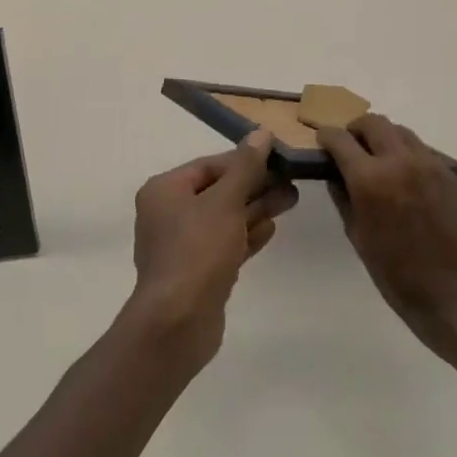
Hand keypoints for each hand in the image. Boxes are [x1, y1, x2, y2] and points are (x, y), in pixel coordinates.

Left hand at [124, 130, 297, 369]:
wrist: (178, 323)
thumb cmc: (197, 250)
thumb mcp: (226, 201)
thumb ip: (246, 167)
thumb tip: (261, 133)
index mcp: (165, 190)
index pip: (209, 166)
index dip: (244, 161)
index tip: (277, 159)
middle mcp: (168, 213)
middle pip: (218, 191)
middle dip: (255, 186)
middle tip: (292, 181)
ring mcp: (182, 245)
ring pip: (224, 219)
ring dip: (256, 209)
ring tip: (292, 200)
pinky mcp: (197, 273)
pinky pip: (225, 244)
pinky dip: (246, 235)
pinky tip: (272, 228)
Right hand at [319, 115, 456, 352]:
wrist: (453, 294)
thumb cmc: (396, 273)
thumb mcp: (357, 235)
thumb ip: (343, 197)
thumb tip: (335, 173)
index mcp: (370, 179)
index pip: (340, 139)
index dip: (327, 136)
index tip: (322, 141)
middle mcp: (399, 161)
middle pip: (372, 122)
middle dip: (356, 129)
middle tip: (350, 146)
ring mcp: (428, 164)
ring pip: (399, 130)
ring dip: (382, 136)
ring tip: (377, 158)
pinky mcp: (447, 173)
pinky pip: (420, 148)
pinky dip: (405, 151)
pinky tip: (402, 175)